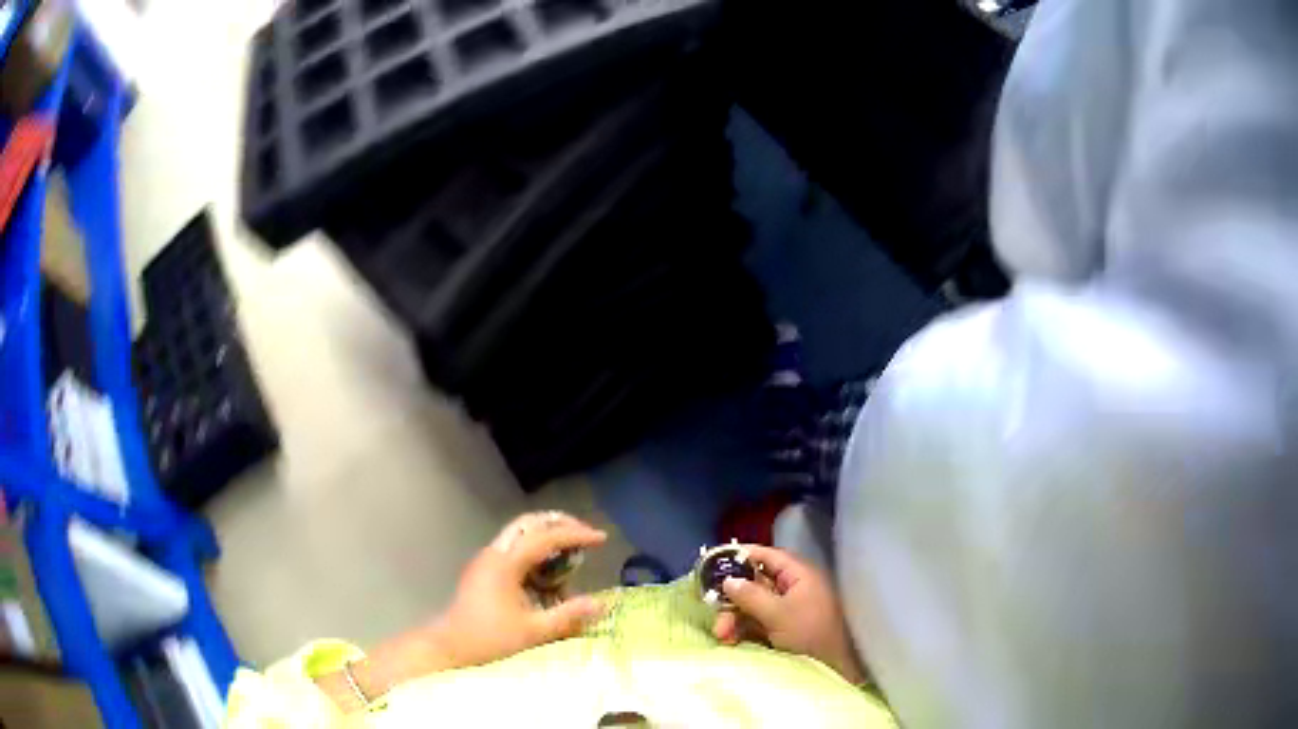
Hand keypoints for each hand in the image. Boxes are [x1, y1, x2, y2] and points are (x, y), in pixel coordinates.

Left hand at [433, 512, 607, 666]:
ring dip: (547, 537)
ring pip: (520, 534)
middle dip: (559, 523)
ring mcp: (487, 560)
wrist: (449, 647)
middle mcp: (494, 553)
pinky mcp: (485, 571)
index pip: (545, 537)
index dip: (575, 534)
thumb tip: (600, 604)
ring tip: (573, 554)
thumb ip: (568, 616)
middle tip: (585, 534)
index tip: (601, 539)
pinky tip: (550, 575)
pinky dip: (536, 553)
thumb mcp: (533, 631)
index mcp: (505, 563)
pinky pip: (515, 550)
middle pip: (529, 523)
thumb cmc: (489, 639)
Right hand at [712, 544, 867, 684]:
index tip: (714, 563)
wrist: (835, 668)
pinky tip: (731, 642)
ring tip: (722, 636)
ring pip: (753, 606)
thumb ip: (750, 596)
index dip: (741, 557)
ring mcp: (789, 609)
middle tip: (717, 618)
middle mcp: (793, 587)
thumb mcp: (778, 614)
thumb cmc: (810, 633)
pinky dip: (743, 630)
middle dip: (732, 600)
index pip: (767, 556)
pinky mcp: (784, 629)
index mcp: (798, 574)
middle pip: (755, 584)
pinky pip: (757, 623)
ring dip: (734, 619)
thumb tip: (728, 580)